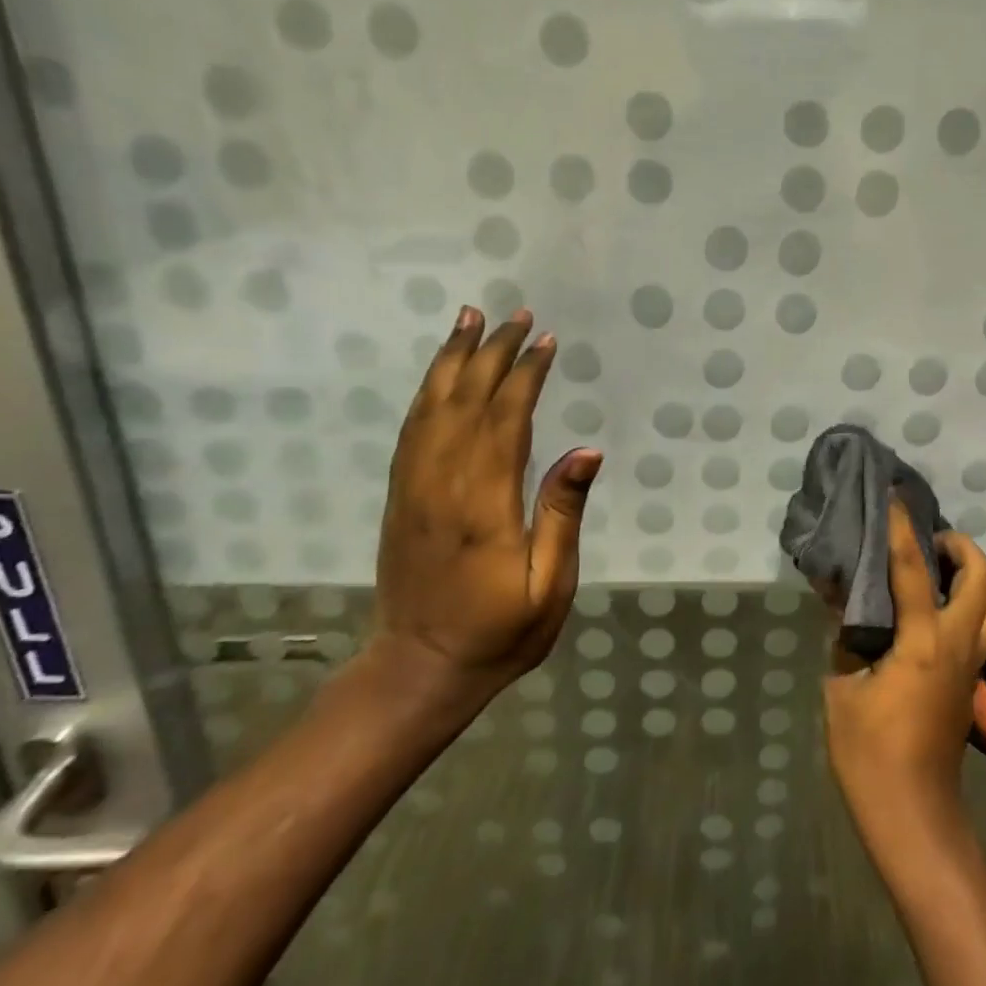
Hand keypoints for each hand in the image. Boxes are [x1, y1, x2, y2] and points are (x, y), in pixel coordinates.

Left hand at [369, 306, 601, 704]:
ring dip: (452, 359)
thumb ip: (562, 514)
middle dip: (492, 353)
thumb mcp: (549, 585)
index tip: (545, 342)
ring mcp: (413, 487)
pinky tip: (440, 372)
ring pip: (431, 407)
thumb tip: (586, 451)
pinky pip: (411, 429)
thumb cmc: (498, 633)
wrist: (418, 669)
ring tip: (469, 319)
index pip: (504, 420)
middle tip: (516, 315)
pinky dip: (427, 391)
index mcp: (483, 504)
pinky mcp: (399, 495)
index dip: (525, 376)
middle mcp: (441, 484)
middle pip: (466, 401)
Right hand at [824, 500, 985, 848]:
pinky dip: (968, 607)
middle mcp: (957, 644)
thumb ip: (847, 641)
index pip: (912, 568)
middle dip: (961, 548)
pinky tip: (936, 615)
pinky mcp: (971, 684)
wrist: (914, 815)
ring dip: (972, 579)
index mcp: (922, 640)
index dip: (901, 528)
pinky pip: (981, 630)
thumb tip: (846, 605)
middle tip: (930, 541)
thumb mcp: (843, 691)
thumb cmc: (871, 755)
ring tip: (936, 575)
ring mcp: (971, 666)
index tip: (894, 498)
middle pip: (982, 579)